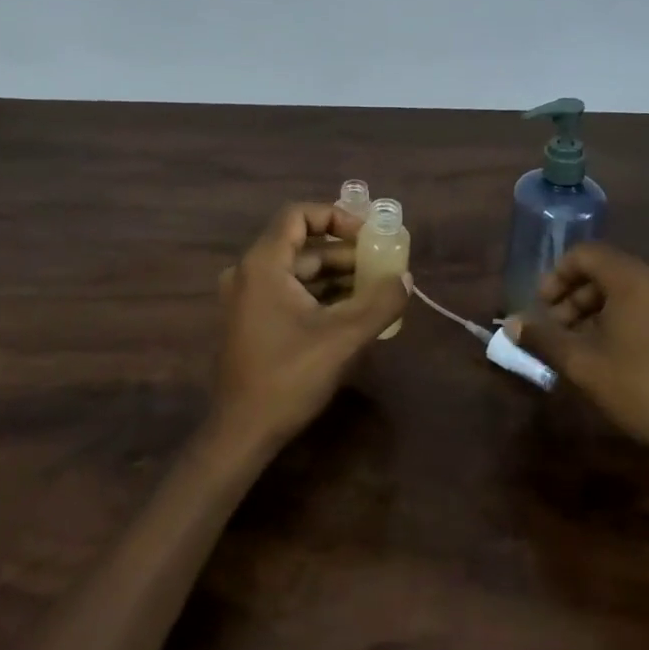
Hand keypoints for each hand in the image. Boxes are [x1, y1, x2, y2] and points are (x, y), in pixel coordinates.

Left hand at [209, 203, 407, 455]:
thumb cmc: (288, 377)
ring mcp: (246, 298)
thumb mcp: (343, 338)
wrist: (241, 433)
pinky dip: (318, 294)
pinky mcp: (249, 320)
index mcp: (263, 264)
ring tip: (374, 287)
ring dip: (334, 275)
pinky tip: (350, 311)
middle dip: (343, 251)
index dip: (335, 216)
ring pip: (296, 271)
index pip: (298, 215)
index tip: (367, 234)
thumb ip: (379, 303)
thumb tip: (406, 278)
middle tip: (380, 262)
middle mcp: (248, 272)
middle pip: (301, 245)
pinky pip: (287, 292)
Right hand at [509, 243, 648, 468]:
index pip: (585, 254)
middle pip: (604, 271)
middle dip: (572, 297)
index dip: (556, 276)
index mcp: (633, 278)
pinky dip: (620, 319)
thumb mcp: (583, 365)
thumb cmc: (642, 390)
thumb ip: (543, 339)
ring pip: (625, 291)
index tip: (541, 309)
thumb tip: (511, 324)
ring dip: (594, 311)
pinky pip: (645, 307)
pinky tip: (611, 356)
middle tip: (555, 331)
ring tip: (579, 348)